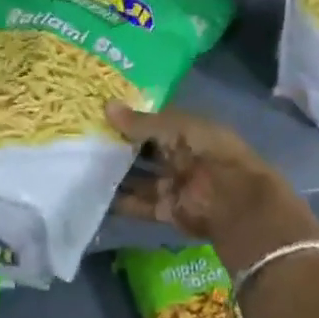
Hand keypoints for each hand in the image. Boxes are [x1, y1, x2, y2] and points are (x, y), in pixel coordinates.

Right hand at [105, 103, 318, 275]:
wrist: (236, 202)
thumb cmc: (209, 152)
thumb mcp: (175, 128)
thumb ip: (141, 122)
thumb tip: (107, 106)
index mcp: (187, 129)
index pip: (153, 120)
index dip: (130, 116)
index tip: (100, 111)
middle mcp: (180, 155)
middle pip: (144, 149)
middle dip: (119, 145)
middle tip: (84, 137)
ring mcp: (174, 183)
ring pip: (139, 176)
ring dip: (116, 173)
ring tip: (82, 165)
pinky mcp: (168, 211)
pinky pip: (140, 204)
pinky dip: (121, 202)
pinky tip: (95, 196)